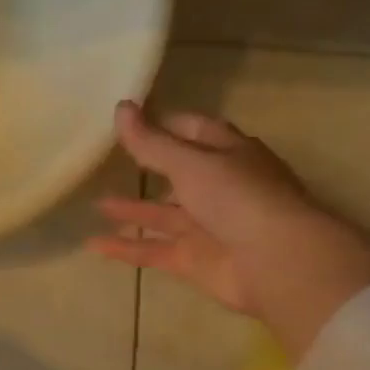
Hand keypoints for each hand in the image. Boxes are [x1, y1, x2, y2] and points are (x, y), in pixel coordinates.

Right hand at [87, 101, 369, 358]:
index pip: (194, 130)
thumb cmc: (238, 198)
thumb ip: (151, 141)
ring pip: (161, 214)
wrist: (277, 263)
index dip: (164, 123)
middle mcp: (219, 188)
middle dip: (147, 167)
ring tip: (94, 204)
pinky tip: (93, 244)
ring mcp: (207, 226)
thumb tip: (121, 106)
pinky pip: (152, 250)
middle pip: (177, 174)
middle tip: (105, 160)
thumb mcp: (189, 162)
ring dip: (130, 210)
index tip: (128, 119)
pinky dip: (125, 248)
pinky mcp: (194, 259)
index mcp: (229, 155)